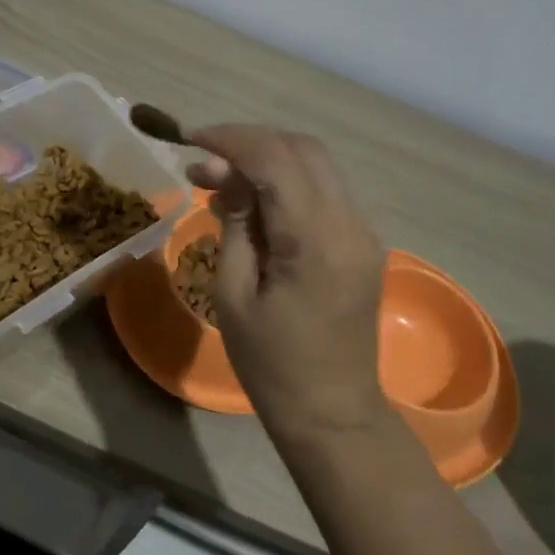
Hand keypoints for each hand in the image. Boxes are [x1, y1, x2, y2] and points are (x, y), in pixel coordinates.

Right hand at [187, 126, 387, 440]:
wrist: (333, 413)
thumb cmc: (271, 365)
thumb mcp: (233, 296)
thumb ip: (234, 225)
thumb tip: (223, 176)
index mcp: (315, 241)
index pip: (276, 160)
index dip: (231, 140)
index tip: (191, 140)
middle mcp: (350, 224)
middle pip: (303, 149)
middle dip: (250, 142)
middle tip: (204, 161)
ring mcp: (364, 232)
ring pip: (318, 164)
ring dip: (269, 158)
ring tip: (221, 179)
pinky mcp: (363, 243)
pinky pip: (325, 191)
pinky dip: (288, 181)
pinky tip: (254, 201)